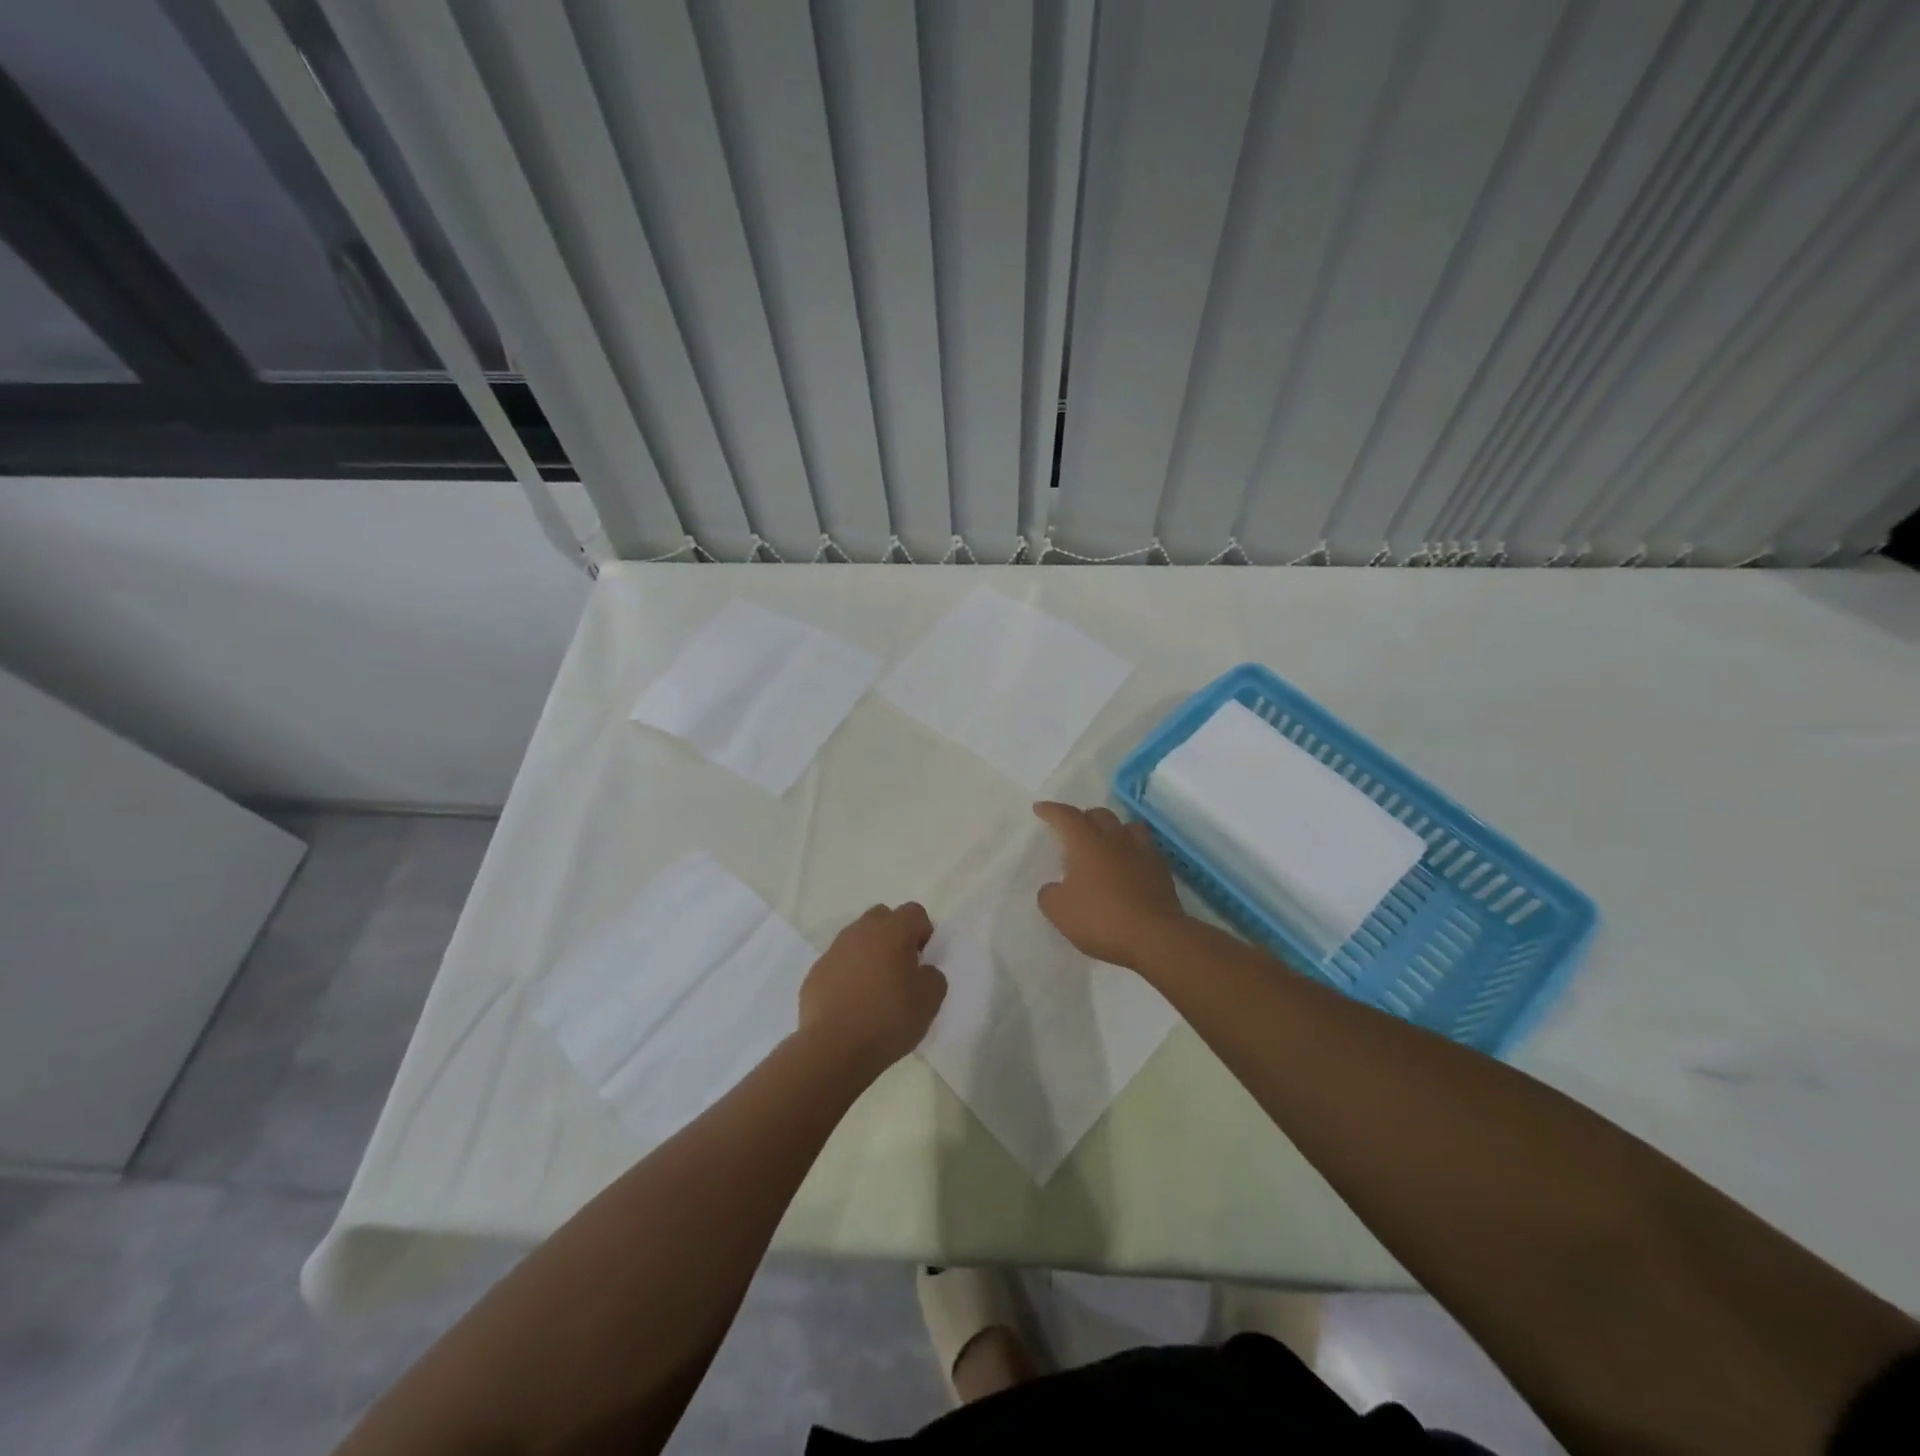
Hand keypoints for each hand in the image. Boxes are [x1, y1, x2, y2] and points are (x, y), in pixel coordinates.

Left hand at [799, 903, 946, 1074]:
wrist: (834, 1048)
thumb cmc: (889, 1019)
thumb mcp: (930, 1001)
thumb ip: (933, 977)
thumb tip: (922, 971)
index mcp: (893, 931)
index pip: (914, 912)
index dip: (923, 932)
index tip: (922, 959)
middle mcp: (861, 931)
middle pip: (882, 917)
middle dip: (893, 935)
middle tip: (900, 968)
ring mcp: (835, 950)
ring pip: (857, 939)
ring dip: (869, 954)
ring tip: (874, 989)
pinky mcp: (816, 972)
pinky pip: (838, 963)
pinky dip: (847, 974)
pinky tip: (852, 1003)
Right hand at [1033, 802, 1190, 970]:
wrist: (1155, 937)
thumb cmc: (1101, 919)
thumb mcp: (1060, 912)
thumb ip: (1050, 894)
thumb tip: (1053, 888)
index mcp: (1086, 842)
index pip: (1065, 816)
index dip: (1051, 811)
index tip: (1040, 809)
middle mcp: (1114, 838)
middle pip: (1098, 815)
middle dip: (1083, 818)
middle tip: (1073, 831)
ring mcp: (1142, 851)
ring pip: (1126, 826)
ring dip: (1112, 830)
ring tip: (1105, 843)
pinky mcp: (1161, 869)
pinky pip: (1144, 848)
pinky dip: (1132, 851)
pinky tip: (1128, 866)